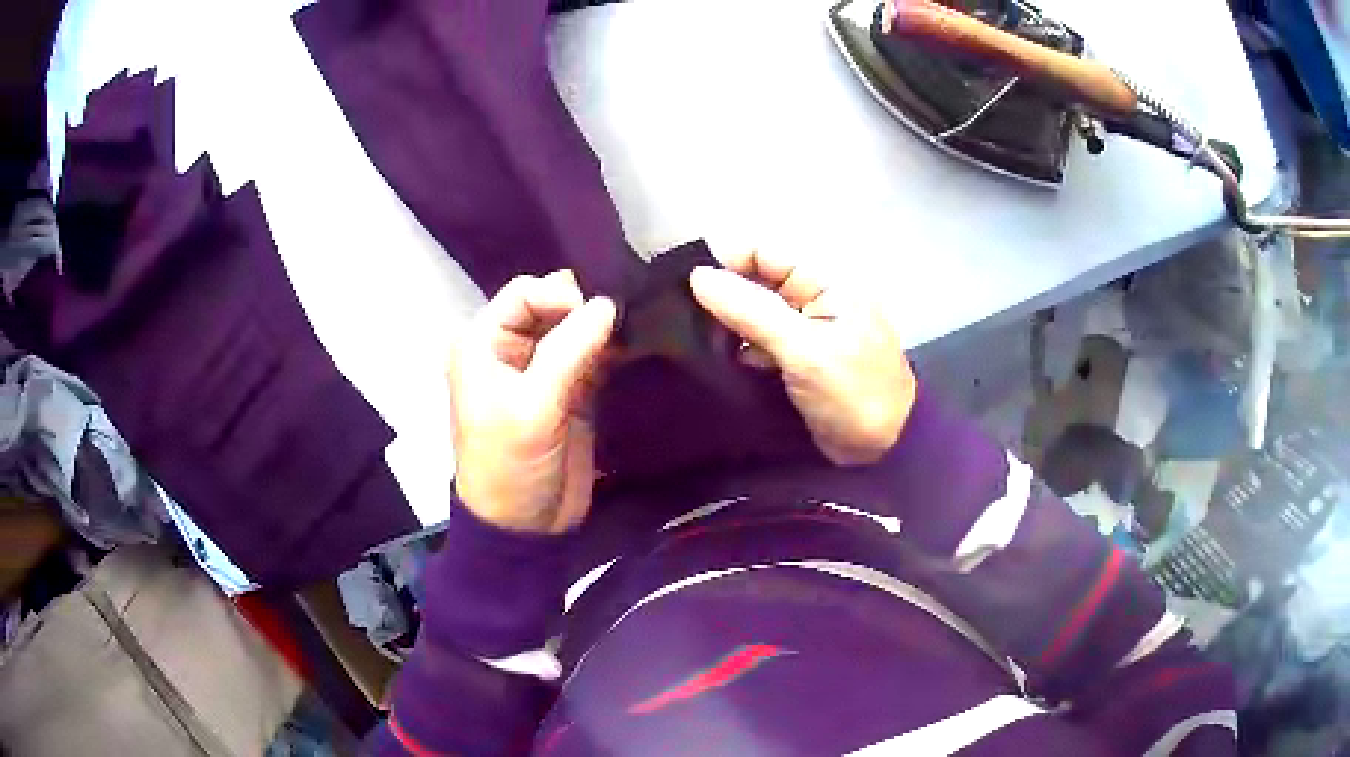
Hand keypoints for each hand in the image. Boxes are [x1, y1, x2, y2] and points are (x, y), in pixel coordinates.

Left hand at [448, 270, 616, 533]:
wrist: (525, 528)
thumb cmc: (511, 464)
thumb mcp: (533, 406)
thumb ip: (569, 350)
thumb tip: (608, 303)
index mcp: (483, 344)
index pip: (525, 294)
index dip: (562, 296)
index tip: (599, 315)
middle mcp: (509, 349)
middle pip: (552, 306)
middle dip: (586, 307)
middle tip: (626, 315)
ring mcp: (541, 371)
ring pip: (575, 330)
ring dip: (603, 328)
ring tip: (636, 327)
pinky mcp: (569, 392)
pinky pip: (592, 357)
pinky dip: (611, 350)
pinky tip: (634, 347)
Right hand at [689, 251, 914, 464]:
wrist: (886, 452)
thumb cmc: (853, 395)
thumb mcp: (803, 350)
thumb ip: (751, 311)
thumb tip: (698, 276)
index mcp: (828, 281)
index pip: (767, 253)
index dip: (727, 262)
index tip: (686, 287)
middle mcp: (816, 297)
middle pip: (759, 280)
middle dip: (725, 295)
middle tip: (684, 318)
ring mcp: (808, 329)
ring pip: (756, 312)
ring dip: (729, 324)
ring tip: (694, 341)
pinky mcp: (799, 358)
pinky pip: (762, 340)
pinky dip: (742, 348)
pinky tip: (720, 361)